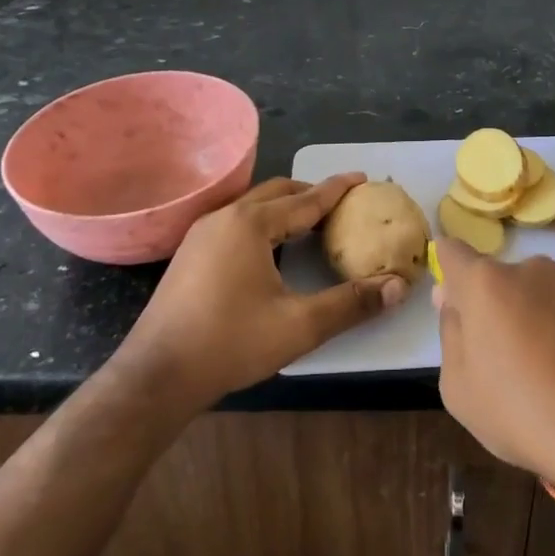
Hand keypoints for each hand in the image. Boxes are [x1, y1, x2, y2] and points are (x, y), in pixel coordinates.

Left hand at [124, 175, 407, 405]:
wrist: (156, 376)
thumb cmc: (230, 343)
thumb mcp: (299, 325)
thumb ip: (351, 303)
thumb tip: (398, 287)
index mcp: (251, 224)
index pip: (306, 198)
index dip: (337, 189)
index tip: (363, 179)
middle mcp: (224, 217)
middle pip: (277, 192)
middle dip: (310, 192)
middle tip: (340, 203)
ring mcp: (201, 234)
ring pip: (253, 207)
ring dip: (284, 207)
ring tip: (311, 222)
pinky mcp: (190, 254)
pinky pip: (236, 222)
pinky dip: (264, 222)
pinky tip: (272, 248)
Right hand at [433, 239, 554, 488]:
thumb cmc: (521, 412)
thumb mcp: (459, 387)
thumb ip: (450, 332)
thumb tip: (452, 299)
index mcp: (486, 283)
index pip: (452, 252)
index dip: (449, 275)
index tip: (456, 308)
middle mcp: (530, 269)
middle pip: (497, 280)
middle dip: (493, 308)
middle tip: (503, 359)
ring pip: (536, 293)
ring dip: (531, 317)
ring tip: (546, 371)